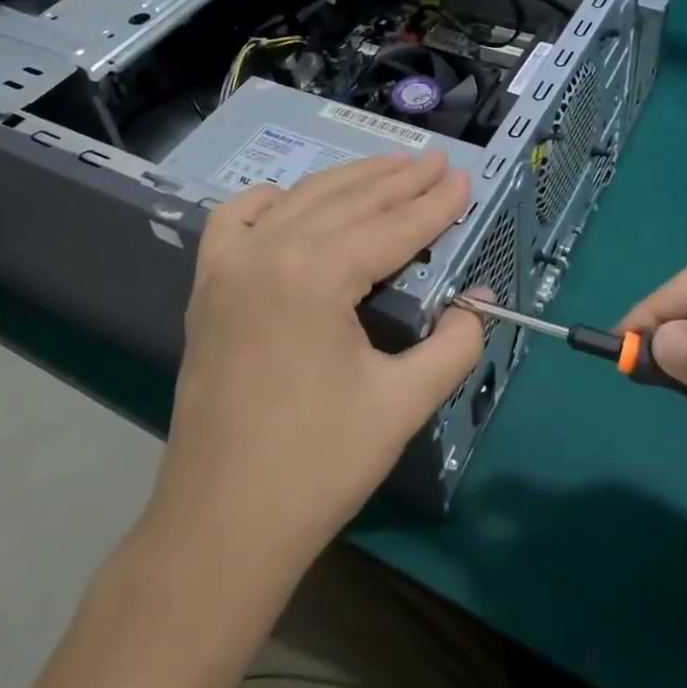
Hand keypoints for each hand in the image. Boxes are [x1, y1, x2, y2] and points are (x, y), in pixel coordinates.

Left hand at [143, 151, 484, 574]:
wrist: (221, 525)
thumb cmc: (317, 466)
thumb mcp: (402, 404)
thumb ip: (453, 344)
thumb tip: (479, 301)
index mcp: (315, 275)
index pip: (392, 227)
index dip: (435, 204)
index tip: (464, 178)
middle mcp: (268, 252)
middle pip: (348, 202)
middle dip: (399, 180)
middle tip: (437, 162)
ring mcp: (229, 266)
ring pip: (300, 201)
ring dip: (349, 181)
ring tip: (391, 167)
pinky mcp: (207, 287)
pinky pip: (236, 220)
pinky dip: (272, 201)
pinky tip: (294, 200)